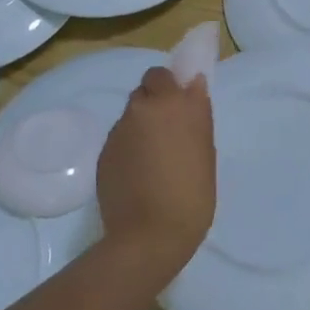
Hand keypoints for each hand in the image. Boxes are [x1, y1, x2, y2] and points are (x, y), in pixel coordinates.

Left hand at [95, 67, 215, 288]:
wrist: (149, 235)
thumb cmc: (192, 194)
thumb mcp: (205, 151)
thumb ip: (196, 115)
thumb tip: (192, 88)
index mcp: (173, 104)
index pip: (162, 73)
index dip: (169, 85)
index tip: (180, 101)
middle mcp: (143, 109)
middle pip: (144, 90)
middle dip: (154, 102)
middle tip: (168, 129)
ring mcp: (119, 130)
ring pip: (130, 115)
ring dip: (141, 125)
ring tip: (153, 156)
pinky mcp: (104, 152)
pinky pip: (119, 139)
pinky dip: (129, 148)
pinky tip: (138, 173)